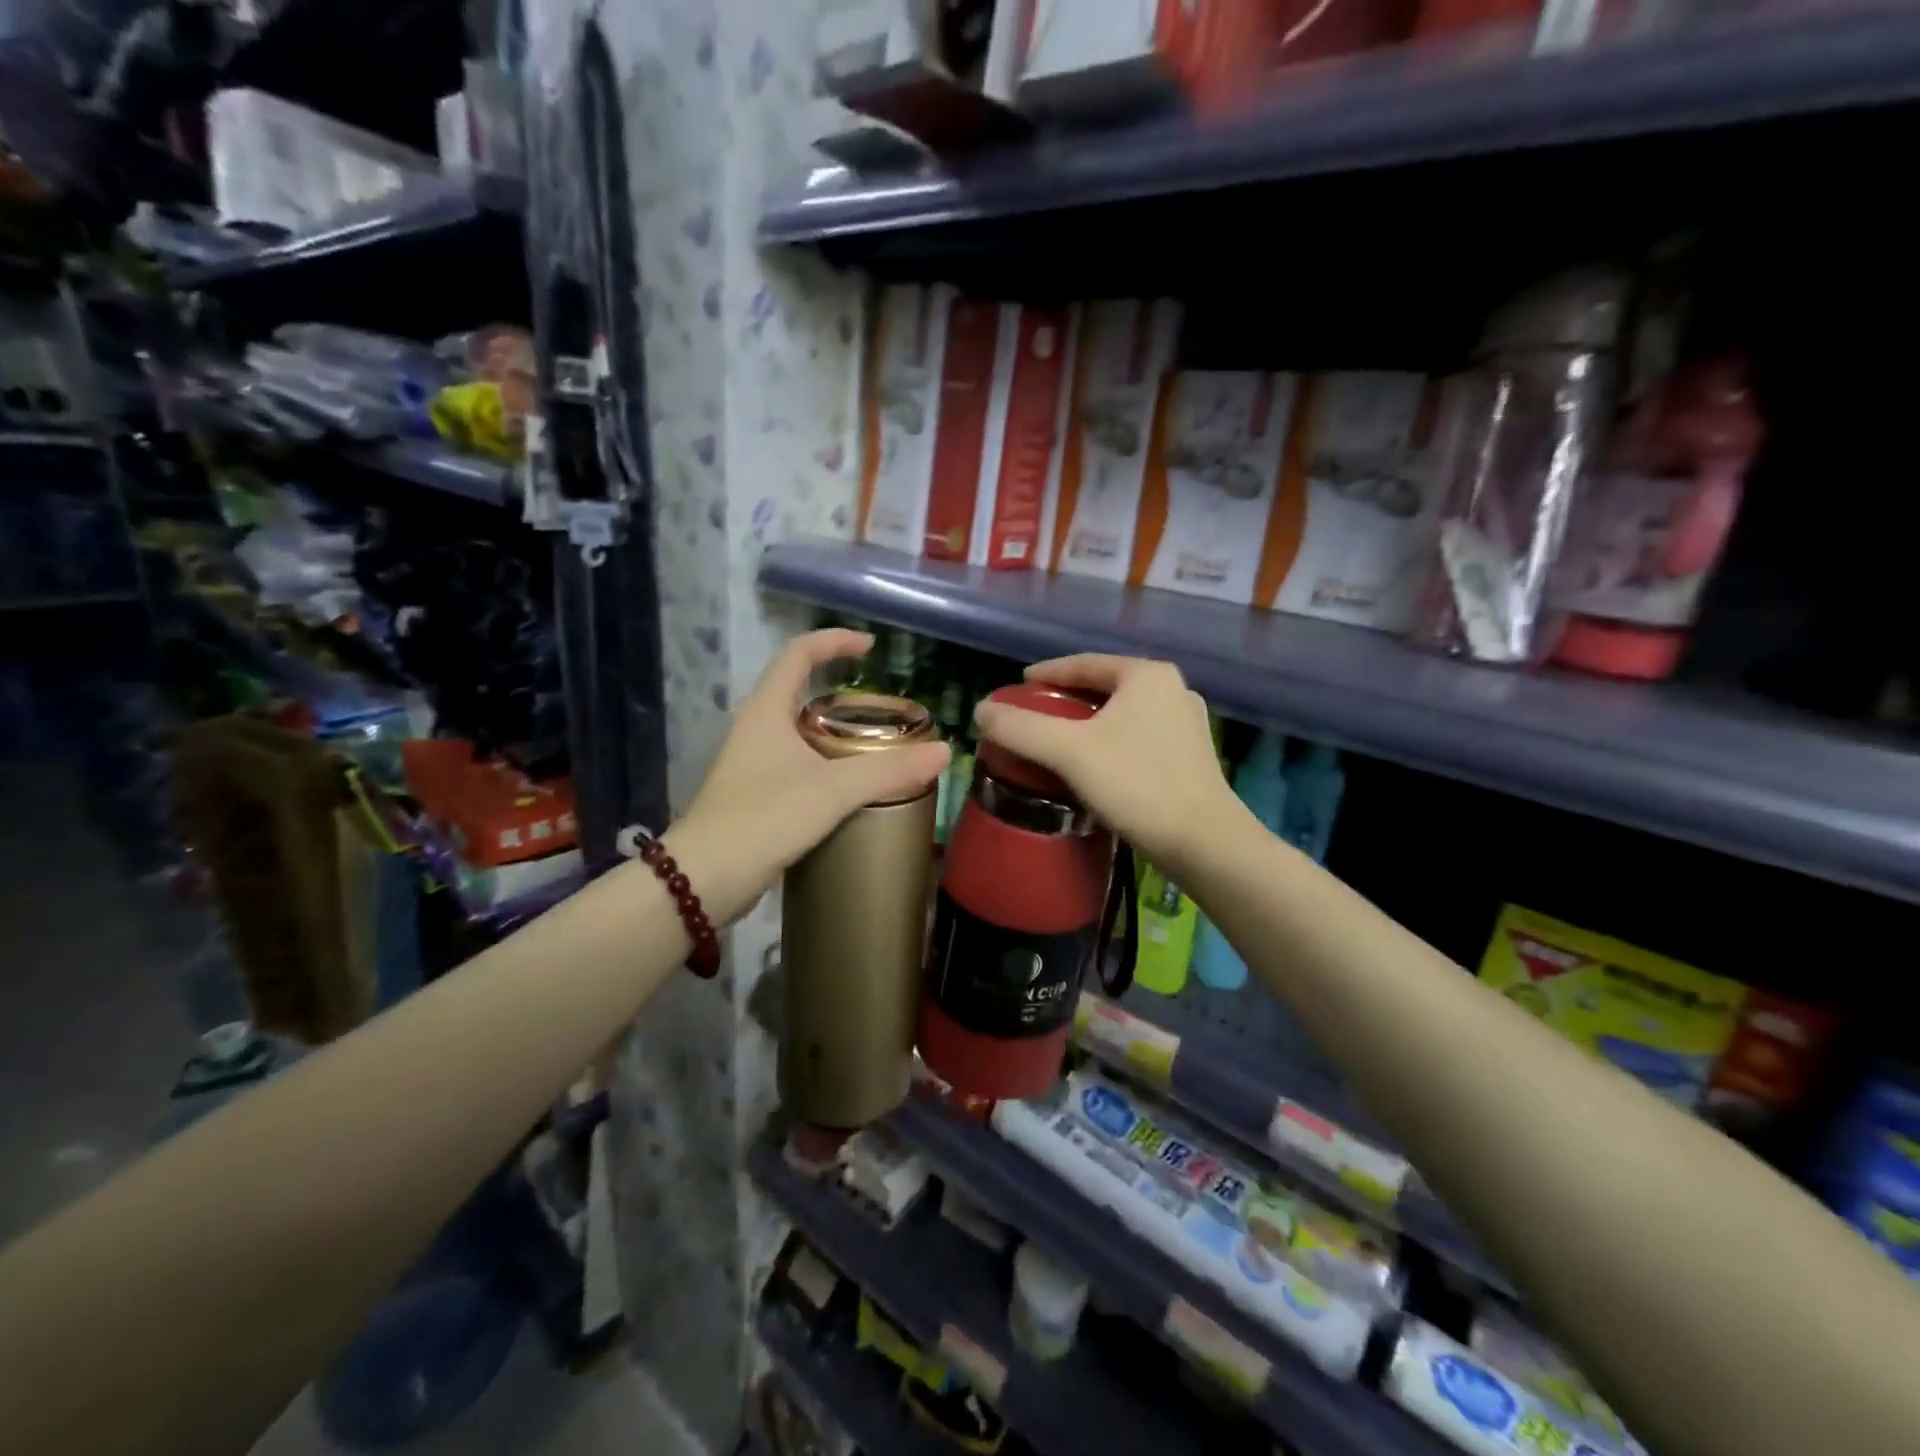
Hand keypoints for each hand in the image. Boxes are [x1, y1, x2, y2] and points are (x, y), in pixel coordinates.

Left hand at [664, 630, 949, 925]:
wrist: (704, 879)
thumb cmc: (764, 817)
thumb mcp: (832, 790)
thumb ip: (888, 770)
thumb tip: (944, 752)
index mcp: (766, 710)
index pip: (798, 654)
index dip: (834, 641)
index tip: (870, 646)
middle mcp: (755, 728)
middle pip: (797, 690)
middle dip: (839, 689)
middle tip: (881, 706)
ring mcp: (751, 763)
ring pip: (797, 730)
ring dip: (833, 729)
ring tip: (873, 743)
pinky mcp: (755, 795)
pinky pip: (796, 764)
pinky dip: (825, 763)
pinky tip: (849, 787)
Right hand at [972, 655, 1237, 869]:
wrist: (1204, 843)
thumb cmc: (1136, 784)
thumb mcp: (1069, 752)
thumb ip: (1020, 728)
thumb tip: (979, 710)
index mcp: (1147, 675)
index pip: (1085, 663)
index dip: (1047, 673)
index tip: (1018, 686)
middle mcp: (1172, 690)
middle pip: (1104, 687)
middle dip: (1066, 700)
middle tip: (1033, 715)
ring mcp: (1186, 724)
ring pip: (1121, 714)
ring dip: (1087, 724)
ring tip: (1056, 740)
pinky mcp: (1190, 756)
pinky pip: (1137, 737)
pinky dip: (1109, 742)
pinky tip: (1092, 765)